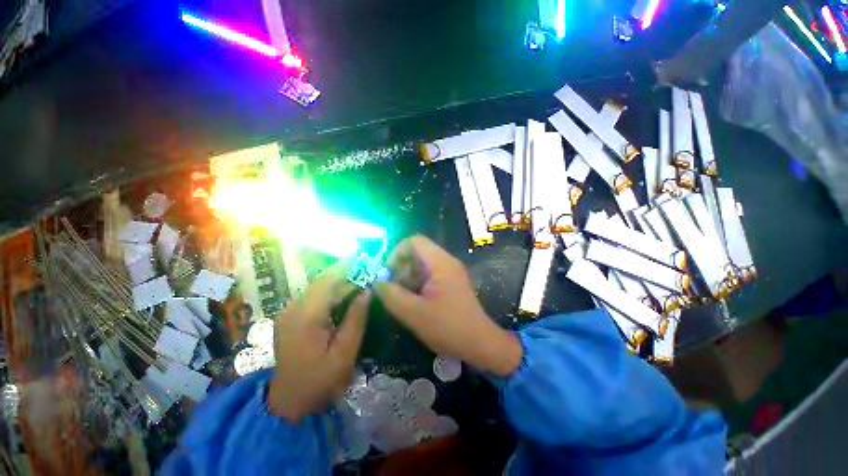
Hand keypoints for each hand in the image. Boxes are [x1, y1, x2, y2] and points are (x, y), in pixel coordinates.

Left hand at [268, 263, 370, 423]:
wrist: (288, 403)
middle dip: (343, 275)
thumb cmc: (319, 380)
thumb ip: (356, 320)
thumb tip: (366, 292)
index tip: (363, 261)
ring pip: (315, 288)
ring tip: (357, 283)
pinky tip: (341, 298)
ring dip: (336, 283)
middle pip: (320, 282)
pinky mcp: (288, 318)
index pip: (326, 281)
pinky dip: (328, 293)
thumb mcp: (344, 353)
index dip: (345, 268)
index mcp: (306, 317)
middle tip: (365, 273)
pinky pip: (311, 297)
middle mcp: (293, 309)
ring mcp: (287, 313)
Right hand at [373, 236, 521, 376]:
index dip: (397, 252)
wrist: (480, 344)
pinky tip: (413, 302)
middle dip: (401, 268)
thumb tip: (376, 282)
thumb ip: (392, 295)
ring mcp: (450, 272)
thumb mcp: (414, 313)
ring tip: (402, 298)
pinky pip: (429, 275)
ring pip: (422, 265)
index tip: (388, 273)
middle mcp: (447, 262)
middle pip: (417, 252)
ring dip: (408, 278)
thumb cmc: (448, 327)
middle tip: (393, 289)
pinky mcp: (451, 283)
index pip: (414, 241)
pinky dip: (417, 284)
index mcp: (440, 263)